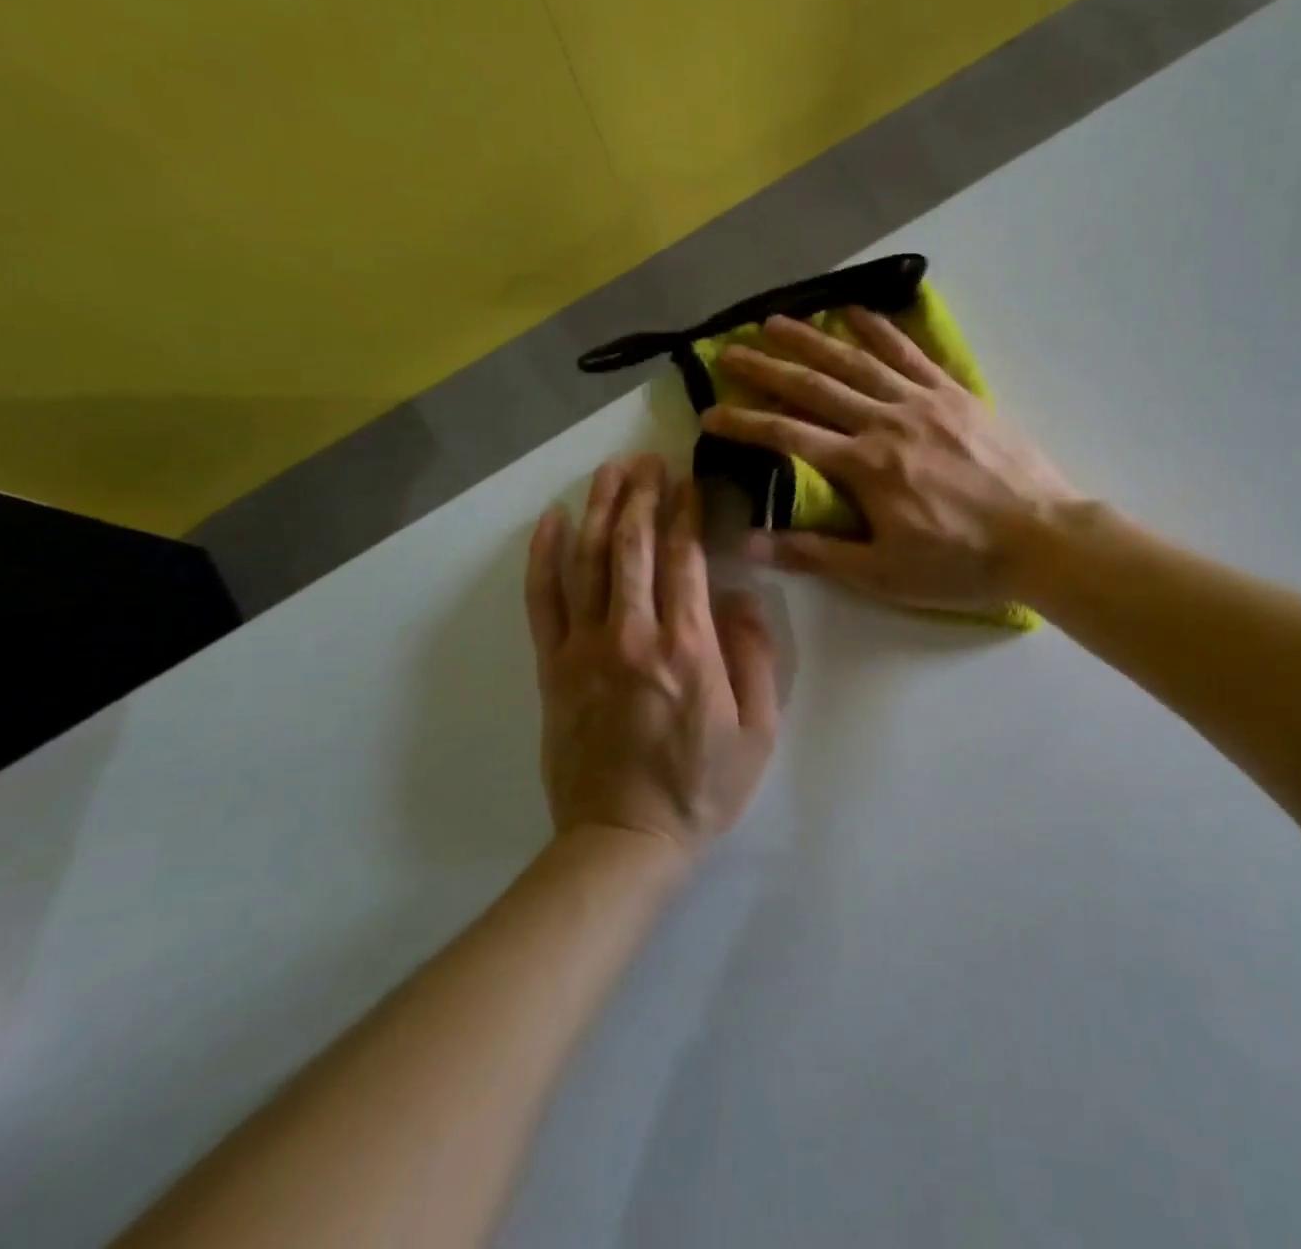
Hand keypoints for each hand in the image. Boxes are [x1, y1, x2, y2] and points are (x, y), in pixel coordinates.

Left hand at [527, 455, 778, 854]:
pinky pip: (543, 602)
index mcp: (688, 648)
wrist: (625, 840)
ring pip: (588, 562)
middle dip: (641, 495)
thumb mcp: (758, 729)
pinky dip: (544, 557)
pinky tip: (549, 521)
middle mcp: (633, 636)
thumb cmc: (703, 786)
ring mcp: (585, 650)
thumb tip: (740, 596)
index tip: (690, 481)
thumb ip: (755, 656)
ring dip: (598, 509)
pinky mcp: (553, 669)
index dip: (686, 513)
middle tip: (649, 460)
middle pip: (632, 546)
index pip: (684, 559)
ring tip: (608, 471)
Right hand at [703, 308, 1078, 611]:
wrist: (1041, 538)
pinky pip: (911, 353)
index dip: (745, 422)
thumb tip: (747, 543)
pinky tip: (857, 312)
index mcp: (864, 466)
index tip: (709, 412)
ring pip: (857, 361)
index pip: (788, 435)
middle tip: (730, 350)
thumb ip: (815, 553)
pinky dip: (881, 330)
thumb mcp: (882, 573)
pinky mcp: (955, 394)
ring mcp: (923, 401)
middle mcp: (886, 421)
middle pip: (815, 387)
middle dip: (767, 368)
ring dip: (813, 339)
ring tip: (777, 322)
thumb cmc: (960, 562)